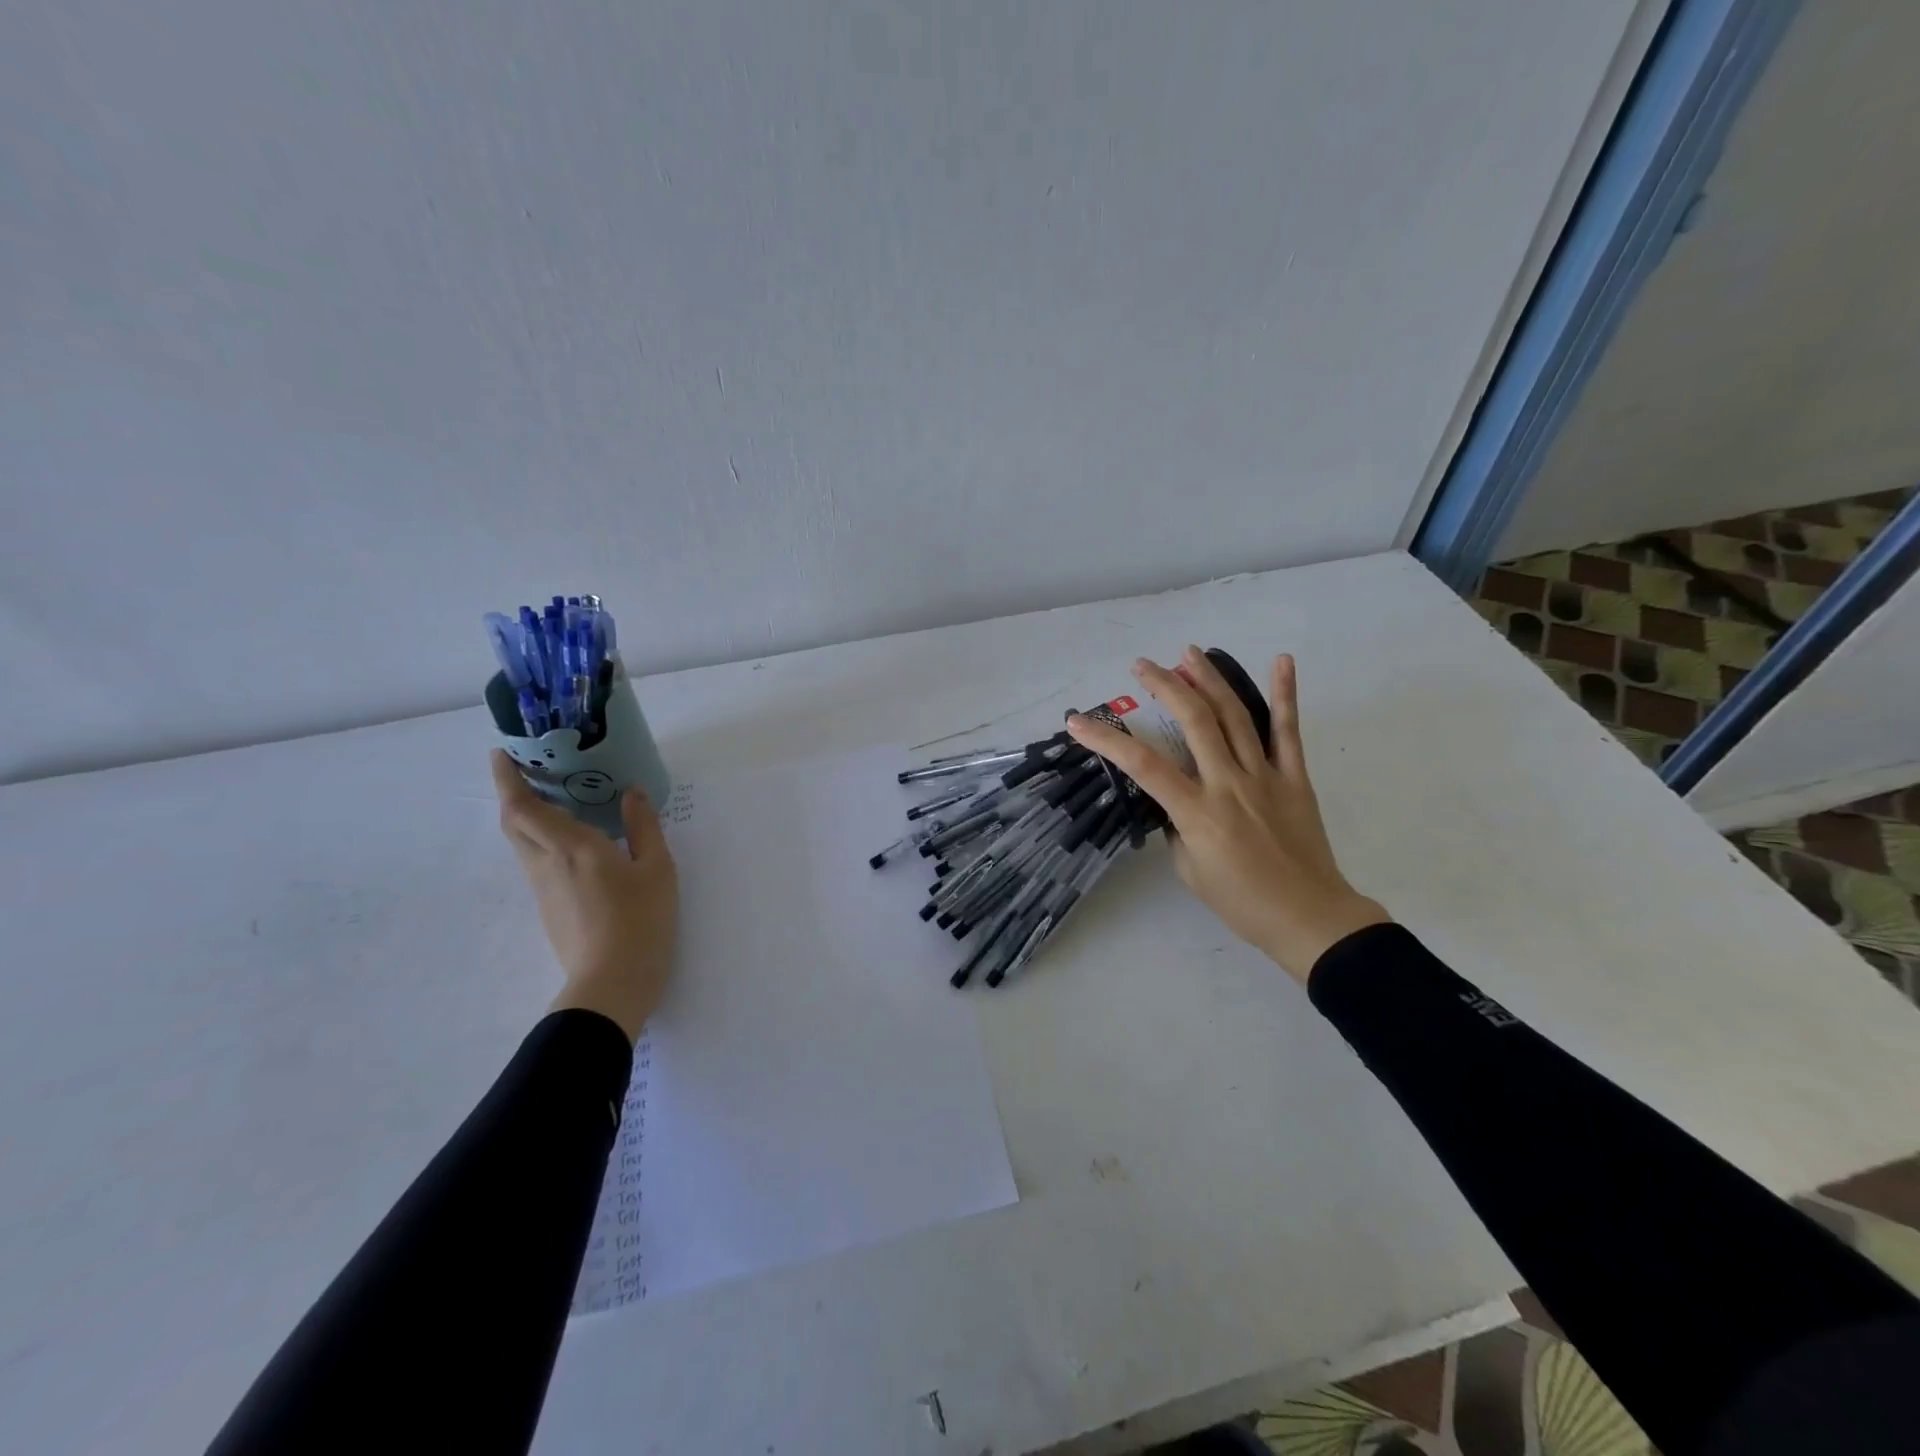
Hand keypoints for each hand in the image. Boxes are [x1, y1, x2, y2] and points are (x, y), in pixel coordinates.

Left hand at [490, 750, 678, 1040]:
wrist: (613, 983)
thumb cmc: (641, 920)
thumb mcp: (657, 868)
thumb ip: (644, 826)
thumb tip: (632, 792)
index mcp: (571, 848)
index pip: (523, 807)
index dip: (506, 779)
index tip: (501, 753)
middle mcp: (546, 864)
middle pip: (514, 823)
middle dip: (513, 793)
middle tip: (532, 772)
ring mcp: (543, 889)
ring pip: (524, 843)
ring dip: (529, 818)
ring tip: (558, 802)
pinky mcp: (549, 908)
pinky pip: (538, 861)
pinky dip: (545, 840)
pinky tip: (575, 843)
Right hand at [1066, 647, 1387, 983]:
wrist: (1309, 919)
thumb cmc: (1242, 903)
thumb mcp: (1190, 870)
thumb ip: (1177, 828)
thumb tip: (1175, 800)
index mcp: (1197, 812)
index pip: (1143, 766)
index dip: (1106, 740)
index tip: (1078, 721)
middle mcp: (1228, 784)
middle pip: (1194, 721)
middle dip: (1164, 686)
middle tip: (1142, 665)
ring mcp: (1265, 776)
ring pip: (1235, 716)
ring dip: (1209, 679)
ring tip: (1189, 653)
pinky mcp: (1294, 777)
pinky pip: (1288, 731)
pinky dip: (1285, 694)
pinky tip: (1281, 660)